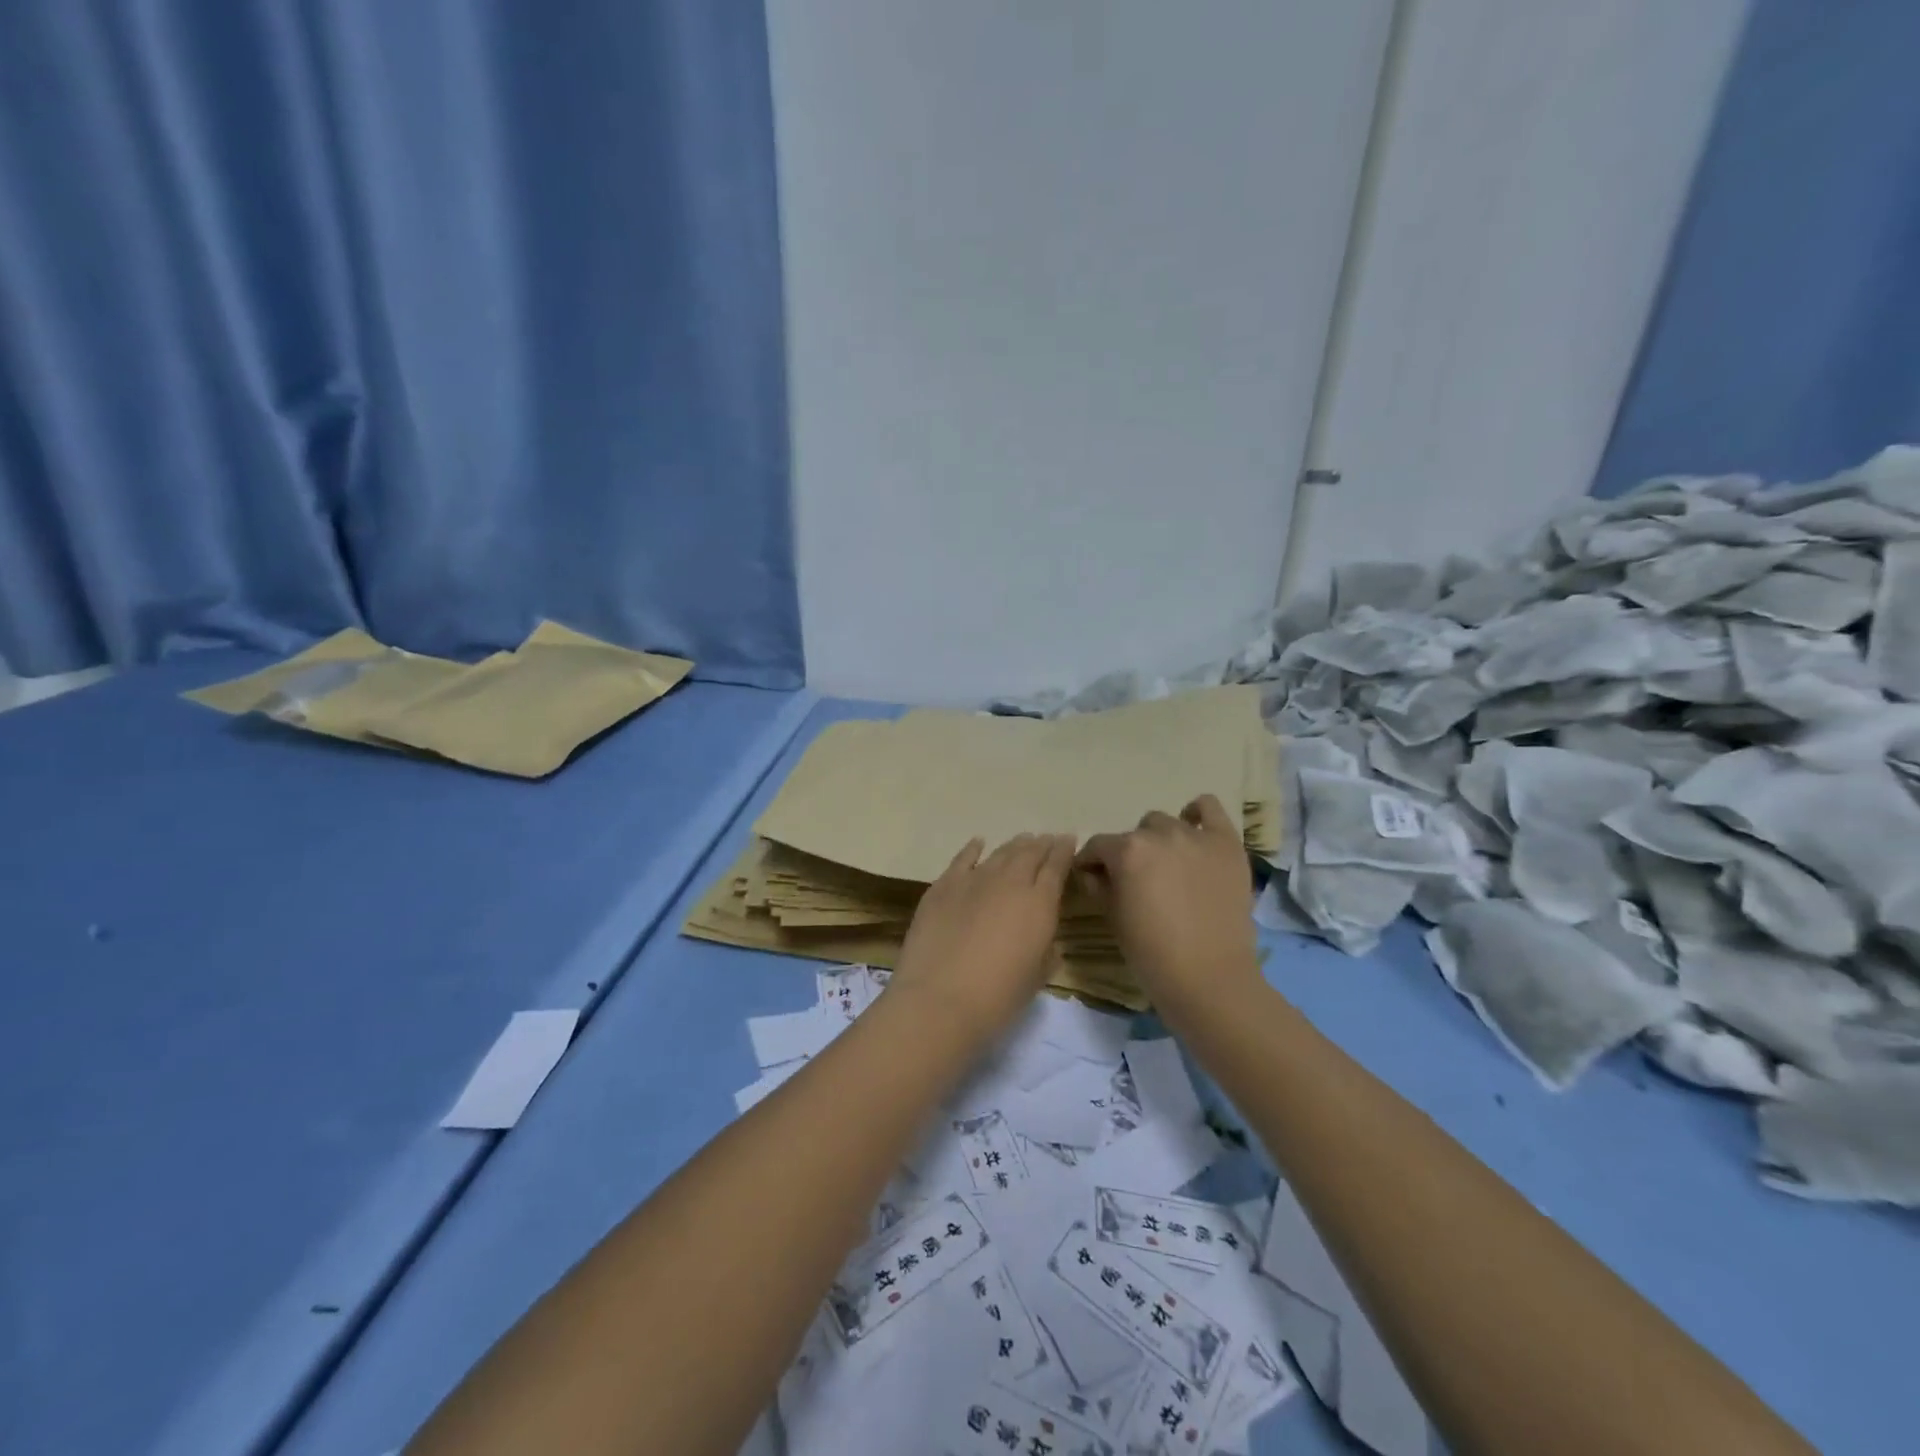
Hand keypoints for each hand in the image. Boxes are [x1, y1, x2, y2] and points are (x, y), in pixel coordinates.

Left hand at [890, 833, 1075, 1042]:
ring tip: (1023, 840)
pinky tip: (979, 843)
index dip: (1064, 851)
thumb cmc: (997, 997)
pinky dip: (973, 849)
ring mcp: (974, 880)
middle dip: (1041, 845)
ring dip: (1014, 845)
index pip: (1056, 867)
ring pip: (1000, 853)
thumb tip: (1047, 942)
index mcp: (1039, 904)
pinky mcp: (943, 886)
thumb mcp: (1036, 978)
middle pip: (1029, 854)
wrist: (939, 998)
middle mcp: (1009, 882)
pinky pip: (963, 859)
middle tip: (1047, 840)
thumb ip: (1046, 953)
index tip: (1069, 840)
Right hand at [1075, 795, 1261, 1018]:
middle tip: (1138, 882)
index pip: (1098, 846)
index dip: (1091, 863)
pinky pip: (1210, 808)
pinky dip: (1198, 814)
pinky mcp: (1227, 844)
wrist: (1210, 978)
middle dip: (1130, 854)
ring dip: (1160, 841)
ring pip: (1167, 823)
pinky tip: (1194, 832)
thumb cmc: (1152, 953)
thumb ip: (1098, 885)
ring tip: (1169, 867)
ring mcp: (1196, 836)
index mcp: (1127, 851)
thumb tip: (1092, 871)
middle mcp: (1160, 834)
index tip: (1092, 879)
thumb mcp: (1112, 918)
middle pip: (1134, 835)